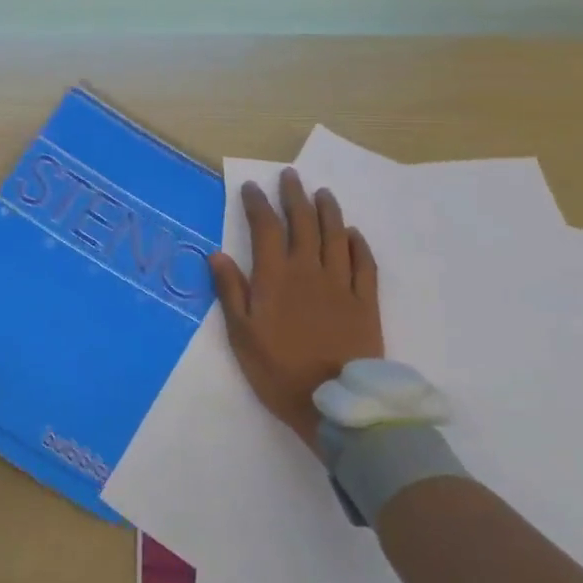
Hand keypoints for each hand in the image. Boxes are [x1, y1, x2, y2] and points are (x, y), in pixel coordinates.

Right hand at [209, 168, 381, 450]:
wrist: (335, 406)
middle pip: (303, 223)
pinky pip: (364, 264)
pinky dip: (358, 244)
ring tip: (322, 193)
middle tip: (290, 176)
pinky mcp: (365, 302)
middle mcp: (309, 271)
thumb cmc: (279, 371)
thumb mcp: (242, 335)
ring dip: (328, 211)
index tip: (251, 188)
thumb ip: (231, 292)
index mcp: (276, 277)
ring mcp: (341, 284)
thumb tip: (217, 254)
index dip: (258, 205)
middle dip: (294, 196)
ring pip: (335, 236)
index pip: (266, 228)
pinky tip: (353, 233)